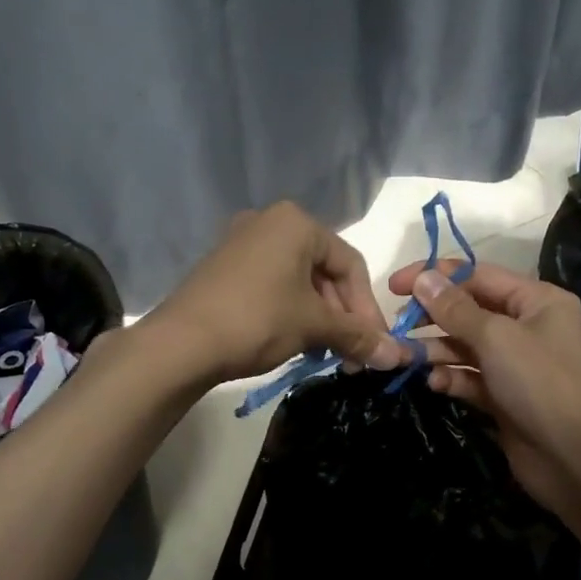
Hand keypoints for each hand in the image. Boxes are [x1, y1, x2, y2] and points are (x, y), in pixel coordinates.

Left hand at [151, 202, 407, 384]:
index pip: (350, 264)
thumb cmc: (257, 320)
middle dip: (342, 316)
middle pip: (324, 272)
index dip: (368, 308)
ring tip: (324, 354)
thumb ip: (359, 336)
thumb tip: (399, 357)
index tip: (376, 344)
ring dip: (319, 319)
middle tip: (351, 354)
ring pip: (298, 281)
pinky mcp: (223, 268)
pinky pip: (272, 286)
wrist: (181, 343)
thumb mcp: (314, 327)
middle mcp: (269, 222)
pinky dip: (291, 312)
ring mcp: (241, 243)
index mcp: (296, 223)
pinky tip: (295, 344)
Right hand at [387, 259, 580, 519]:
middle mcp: (528, 326)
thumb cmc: (540, 383)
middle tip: (397, 326)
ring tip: (403, 357)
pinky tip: (435, 383)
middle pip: (470, 311)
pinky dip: (452, 377)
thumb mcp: (496, 338)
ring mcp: (517, 363)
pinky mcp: (505, 396)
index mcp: (537, 300)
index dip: (436, 276)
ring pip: (466, 346)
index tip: (395, 286)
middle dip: (433, 317)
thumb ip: (455, 309)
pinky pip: (471, 377)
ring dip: (436, 350)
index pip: (479, 275)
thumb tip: (423, 279)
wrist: (575, 458)